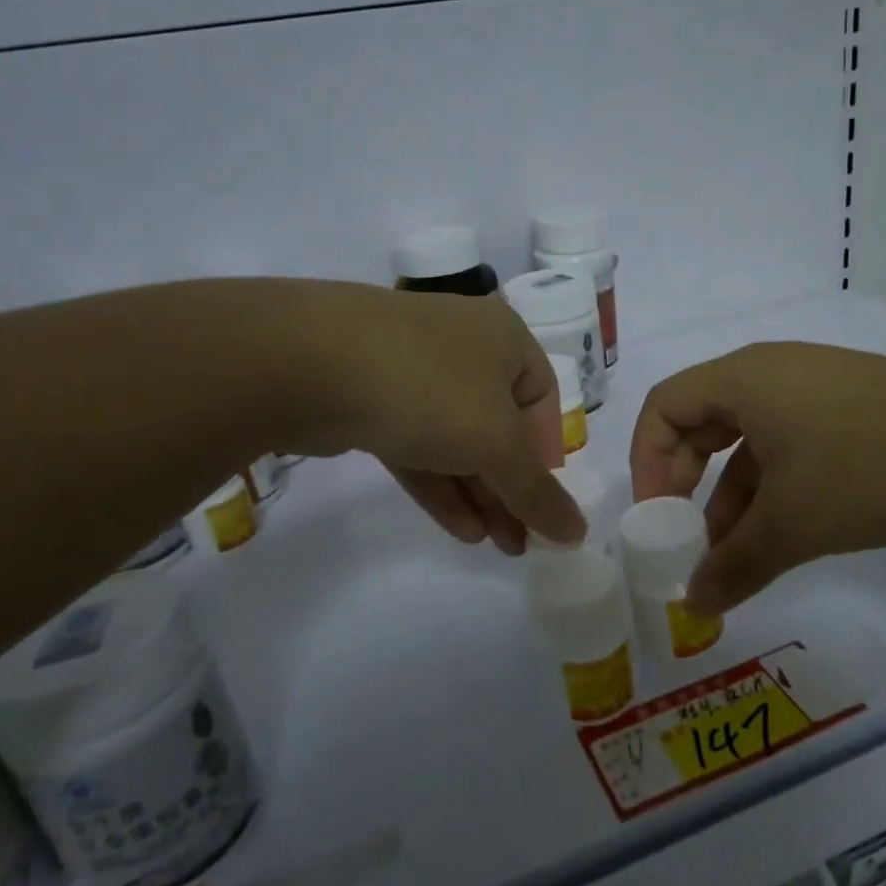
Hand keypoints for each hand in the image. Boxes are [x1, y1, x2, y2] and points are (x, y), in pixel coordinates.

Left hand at [277, 281, 584, 553]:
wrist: (307, 361)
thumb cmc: (429, 389)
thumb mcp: (496, 444)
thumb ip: (538, 492)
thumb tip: (578, 534)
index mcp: (505, 339)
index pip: (543, 400)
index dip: (548, 455)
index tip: (544, 502)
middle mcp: (462, 347)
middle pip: (499, 426)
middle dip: (511, 487)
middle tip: (521, 541)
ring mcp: (412, 369)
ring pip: (456, 439)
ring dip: (479, 493)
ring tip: (495, 546)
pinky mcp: (370, 398)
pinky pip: (418, 444)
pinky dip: (440, 484)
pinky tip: (460, 528)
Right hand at [629, 343, 885, 611]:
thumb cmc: (868, 465)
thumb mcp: (794, 524)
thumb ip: (735, 565)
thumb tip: (695, 604)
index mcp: (741, 380)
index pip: (663, 407)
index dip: (646, 462)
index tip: (658, 517)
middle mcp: (768, 374)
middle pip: (699, 421)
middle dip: (684, 482)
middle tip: (686, 536)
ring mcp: (810, 388)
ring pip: (746, 440)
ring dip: (730, 495)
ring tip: (734, 554)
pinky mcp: (845, 408)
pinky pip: (785, 444)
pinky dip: (770, 487)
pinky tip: (782, 533)